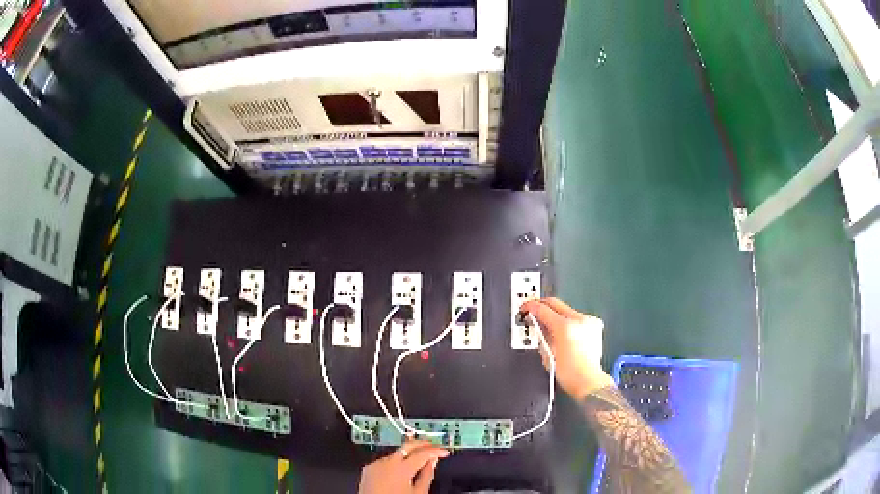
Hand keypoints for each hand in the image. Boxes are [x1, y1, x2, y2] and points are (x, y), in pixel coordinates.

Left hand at [358, 437, 449, 493]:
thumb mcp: (418, 492)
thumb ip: (427, 475)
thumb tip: (433, 462)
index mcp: (402, 468)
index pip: (423, 453)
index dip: (436, 450)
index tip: (444, 452)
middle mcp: (387, 462)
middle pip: (408, 445)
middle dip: (423, 444)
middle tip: (433, 446)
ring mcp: (375, 464)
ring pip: (396, 453)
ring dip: (408, 454)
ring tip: (419, 460)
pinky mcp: (368, 469)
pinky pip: (385, 461)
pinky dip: (395, 462)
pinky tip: (401, 469)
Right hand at [521, 297, 613, 398]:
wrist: (588, 381)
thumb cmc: (569, 374)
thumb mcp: (547, 354)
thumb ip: (541, 335)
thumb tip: (538, 325)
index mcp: (565, 327)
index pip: (543, 309)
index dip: (530, 307)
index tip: (525, 307)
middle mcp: (579, 321)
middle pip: (555, 303)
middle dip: (542, 307)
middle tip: (534, 312)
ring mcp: (589, 322)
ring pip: (567, 310)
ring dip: (556, 315)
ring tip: (549, 327)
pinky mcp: (595, 326)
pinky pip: (577, 318)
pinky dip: (568, 322)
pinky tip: (564, 333)